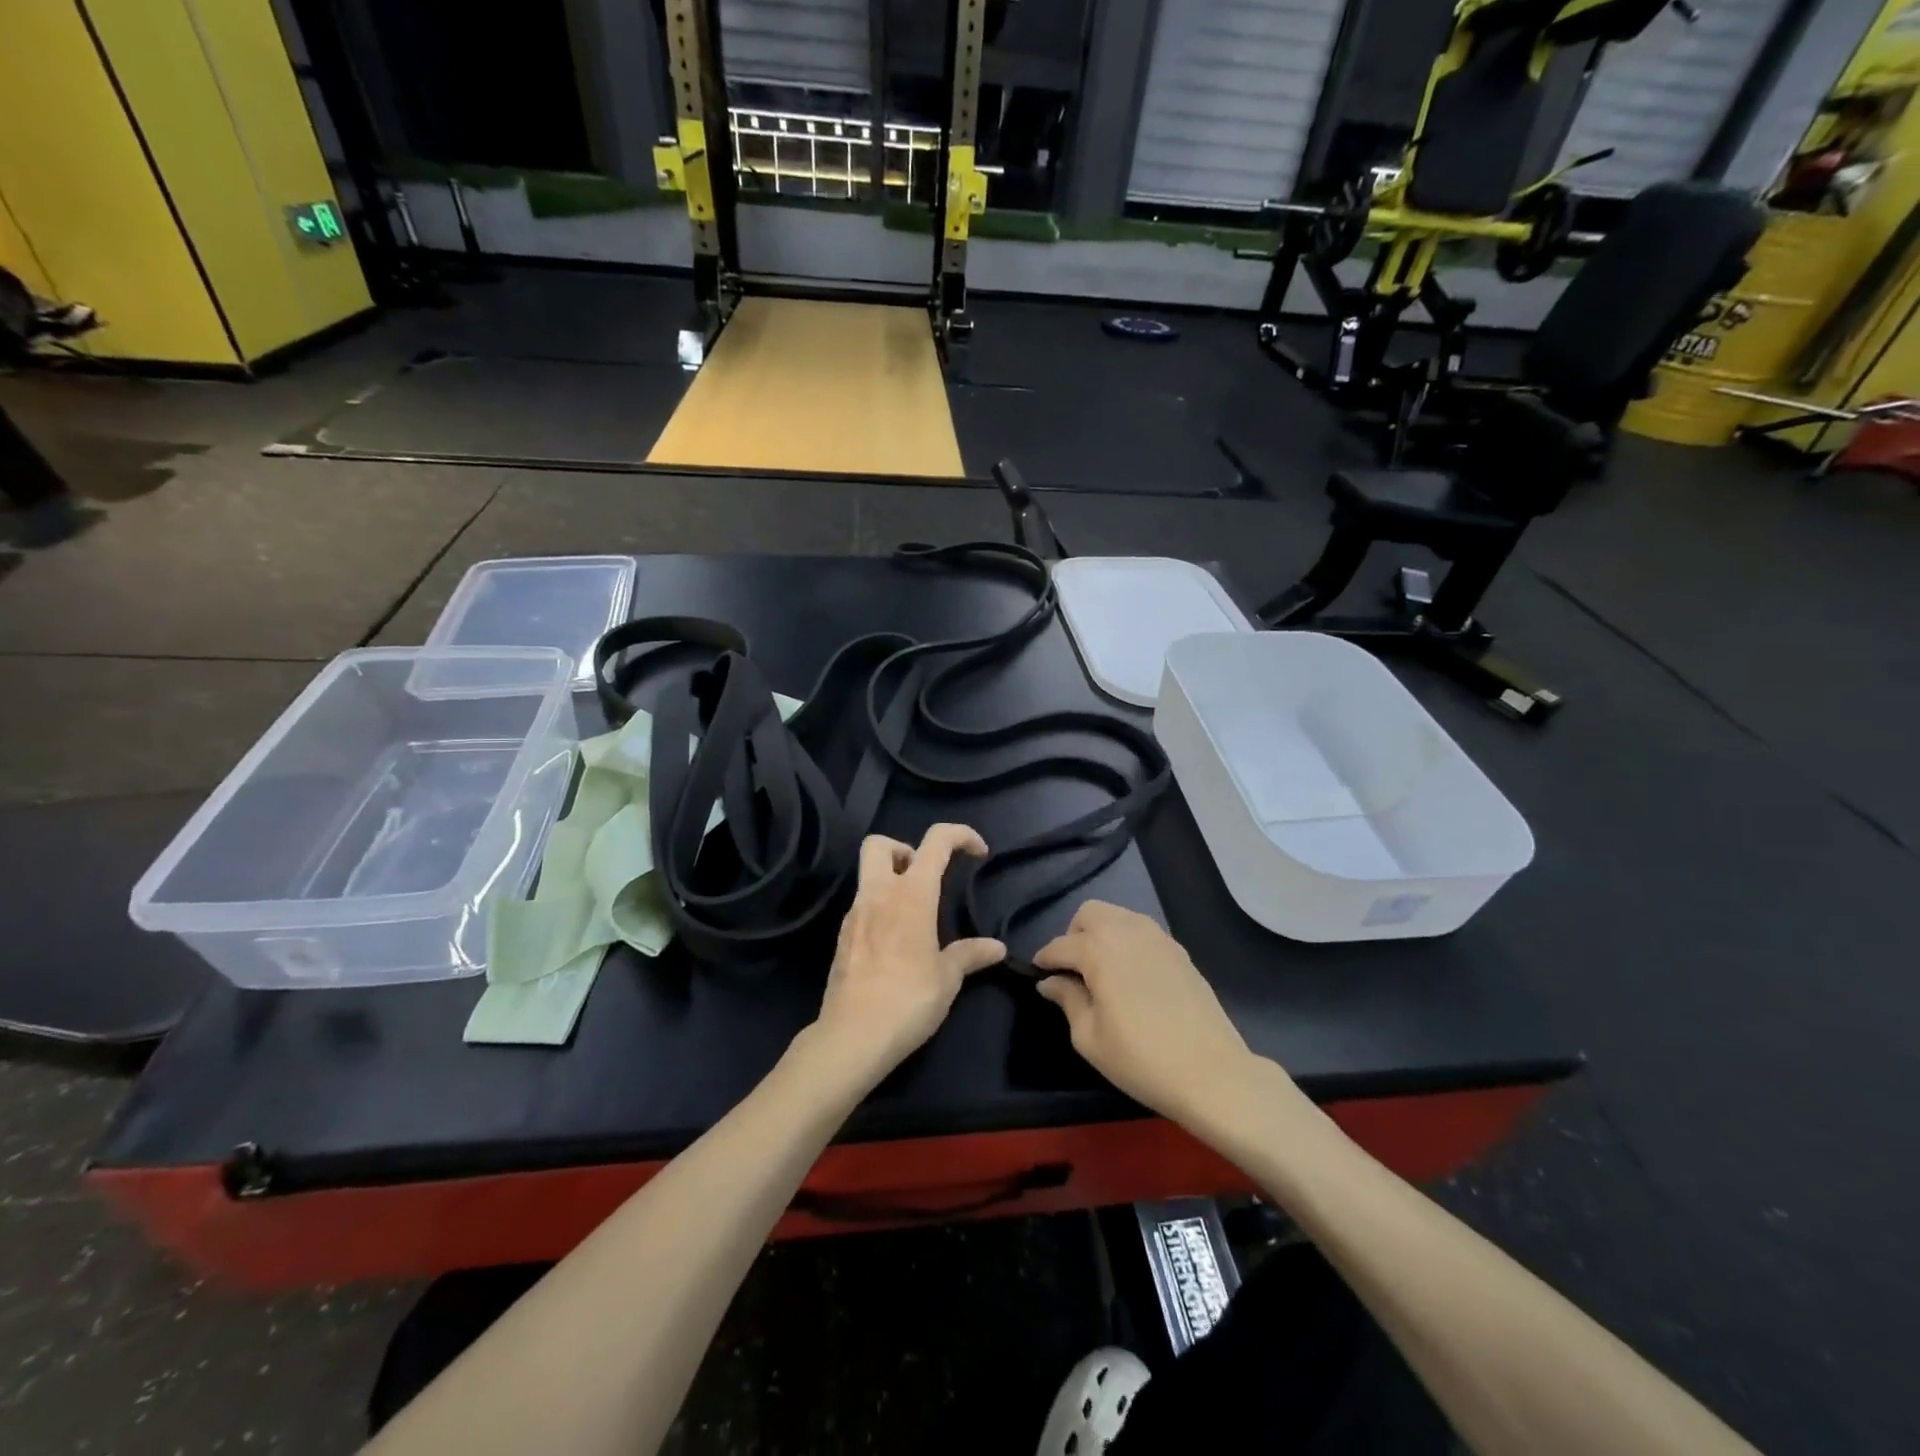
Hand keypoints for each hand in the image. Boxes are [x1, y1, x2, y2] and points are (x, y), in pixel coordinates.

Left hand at [811, 824, 1005, 1081]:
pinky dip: (880, 909)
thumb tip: (997, 948)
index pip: (936, 841)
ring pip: (867, 875)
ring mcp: (855, 914)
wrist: (853, 1036)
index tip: (979, 853)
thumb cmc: (909, 1000)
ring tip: (916, 915)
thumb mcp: (948, 978)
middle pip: (879, 843)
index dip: (961, 835)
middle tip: (926, 876)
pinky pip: (862, 906)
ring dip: (892, 880)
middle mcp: (878, 894)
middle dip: (905, 848)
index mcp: (911, 894)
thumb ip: (970, 955)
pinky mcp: (842, 937)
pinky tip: (895, 942)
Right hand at [1033, 901, 1257, 1123]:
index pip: (1060, 945)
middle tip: (1072, 969)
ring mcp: (1157, 937)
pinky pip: (1142, 930)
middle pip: (1089, 913)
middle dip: (1074, 934)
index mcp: (1099, 949)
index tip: (1038, 973)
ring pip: (1118, 915)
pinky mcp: (1179, 950)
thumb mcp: (1089, 1037)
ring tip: (1100, 969)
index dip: (1045, 959)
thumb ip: (1067, 999)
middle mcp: (1127, 931)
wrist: (1211, 1073)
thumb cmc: (1140, 1059)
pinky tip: (1130, 973)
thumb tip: (1050, 982)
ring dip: (1102, 932)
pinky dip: (1127, 941)